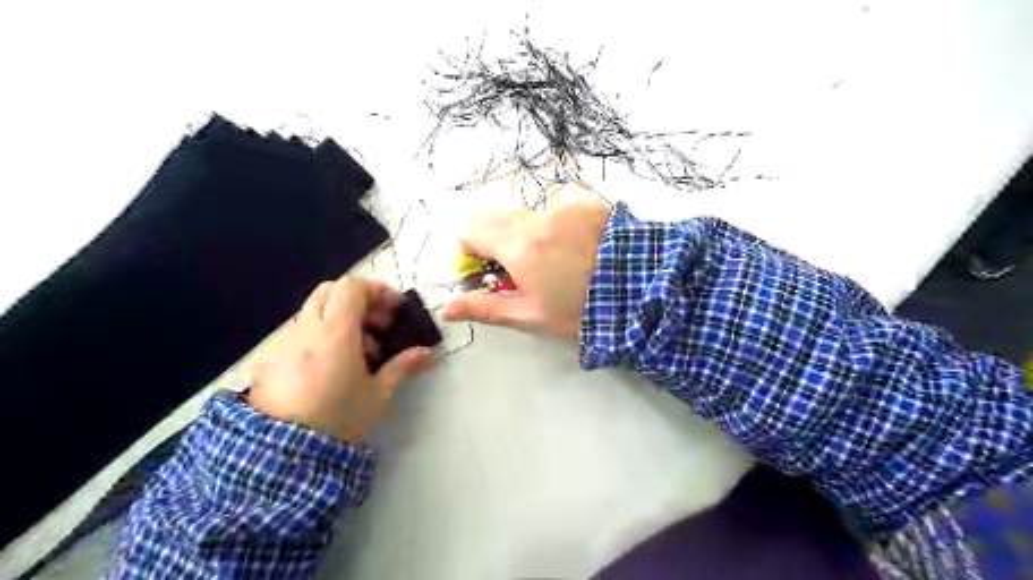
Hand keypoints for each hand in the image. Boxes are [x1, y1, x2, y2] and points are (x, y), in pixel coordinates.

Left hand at [250, 280, 434, 440]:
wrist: (281, 454)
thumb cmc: (339, 419)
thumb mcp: (378, 395)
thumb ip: (404, 367)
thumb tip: (430, 354)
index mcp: (336, 332)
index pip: (352, 287)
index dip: (376, 291)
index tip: (393, 310)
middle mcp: (306, 329)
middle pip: (330, 291)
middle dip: (357, 301)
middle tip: (376, 326)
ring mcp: (284, 343)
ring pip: (313, 311)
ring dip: (338, 319)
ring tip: (356, 353)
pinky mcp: (269, 360)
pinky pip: (298, 333)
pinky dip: (318, 336)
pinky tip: (328, 368)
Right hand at [440, 185, 606, 339]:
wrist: (643, 289)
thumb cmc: (582, 310)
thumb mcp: (531, 316)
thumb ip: (485, 308)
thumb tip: (446, 308)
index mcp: (518, 244)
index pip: (468, 228)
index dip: (468, 249)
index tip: (484, 270)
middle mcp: (536, 215)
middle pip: (495, 216)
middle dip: (496, 240)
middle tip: (518, 269)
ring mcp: (563, 203)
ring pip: (525, 212)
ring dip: (526, 233)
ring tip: (555, 260)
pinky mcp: (585, 201)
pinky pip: (554, 205)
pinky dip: (553, 223)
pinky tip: (575, 245)